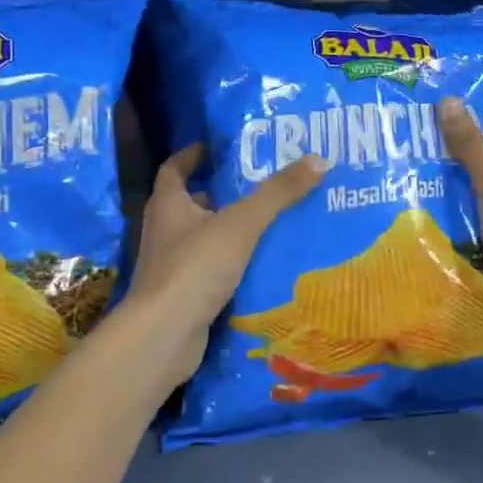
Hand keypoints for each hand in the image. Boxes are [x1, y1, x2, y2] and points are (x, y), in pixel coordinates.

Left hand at [126, 145, 325, 381]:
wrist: (164, 336)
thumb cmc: (195, 267)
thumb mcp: (242, 224)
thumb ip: (278, 193)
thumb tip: (318, 158)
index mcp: (168, 204)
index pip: (175, 168)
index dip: (194, 155)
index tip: (219, 147)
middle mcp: (164, 231)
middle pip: (191, 203)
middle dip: (222, 193)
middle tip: (260, 184)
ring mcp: (170, 266)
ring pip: (203, 238)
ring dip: (229, 229)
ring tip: (269, 222)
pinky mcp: (182, 294)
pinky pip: (210, 269)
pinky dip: (231, 263)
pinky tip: (260, 264)